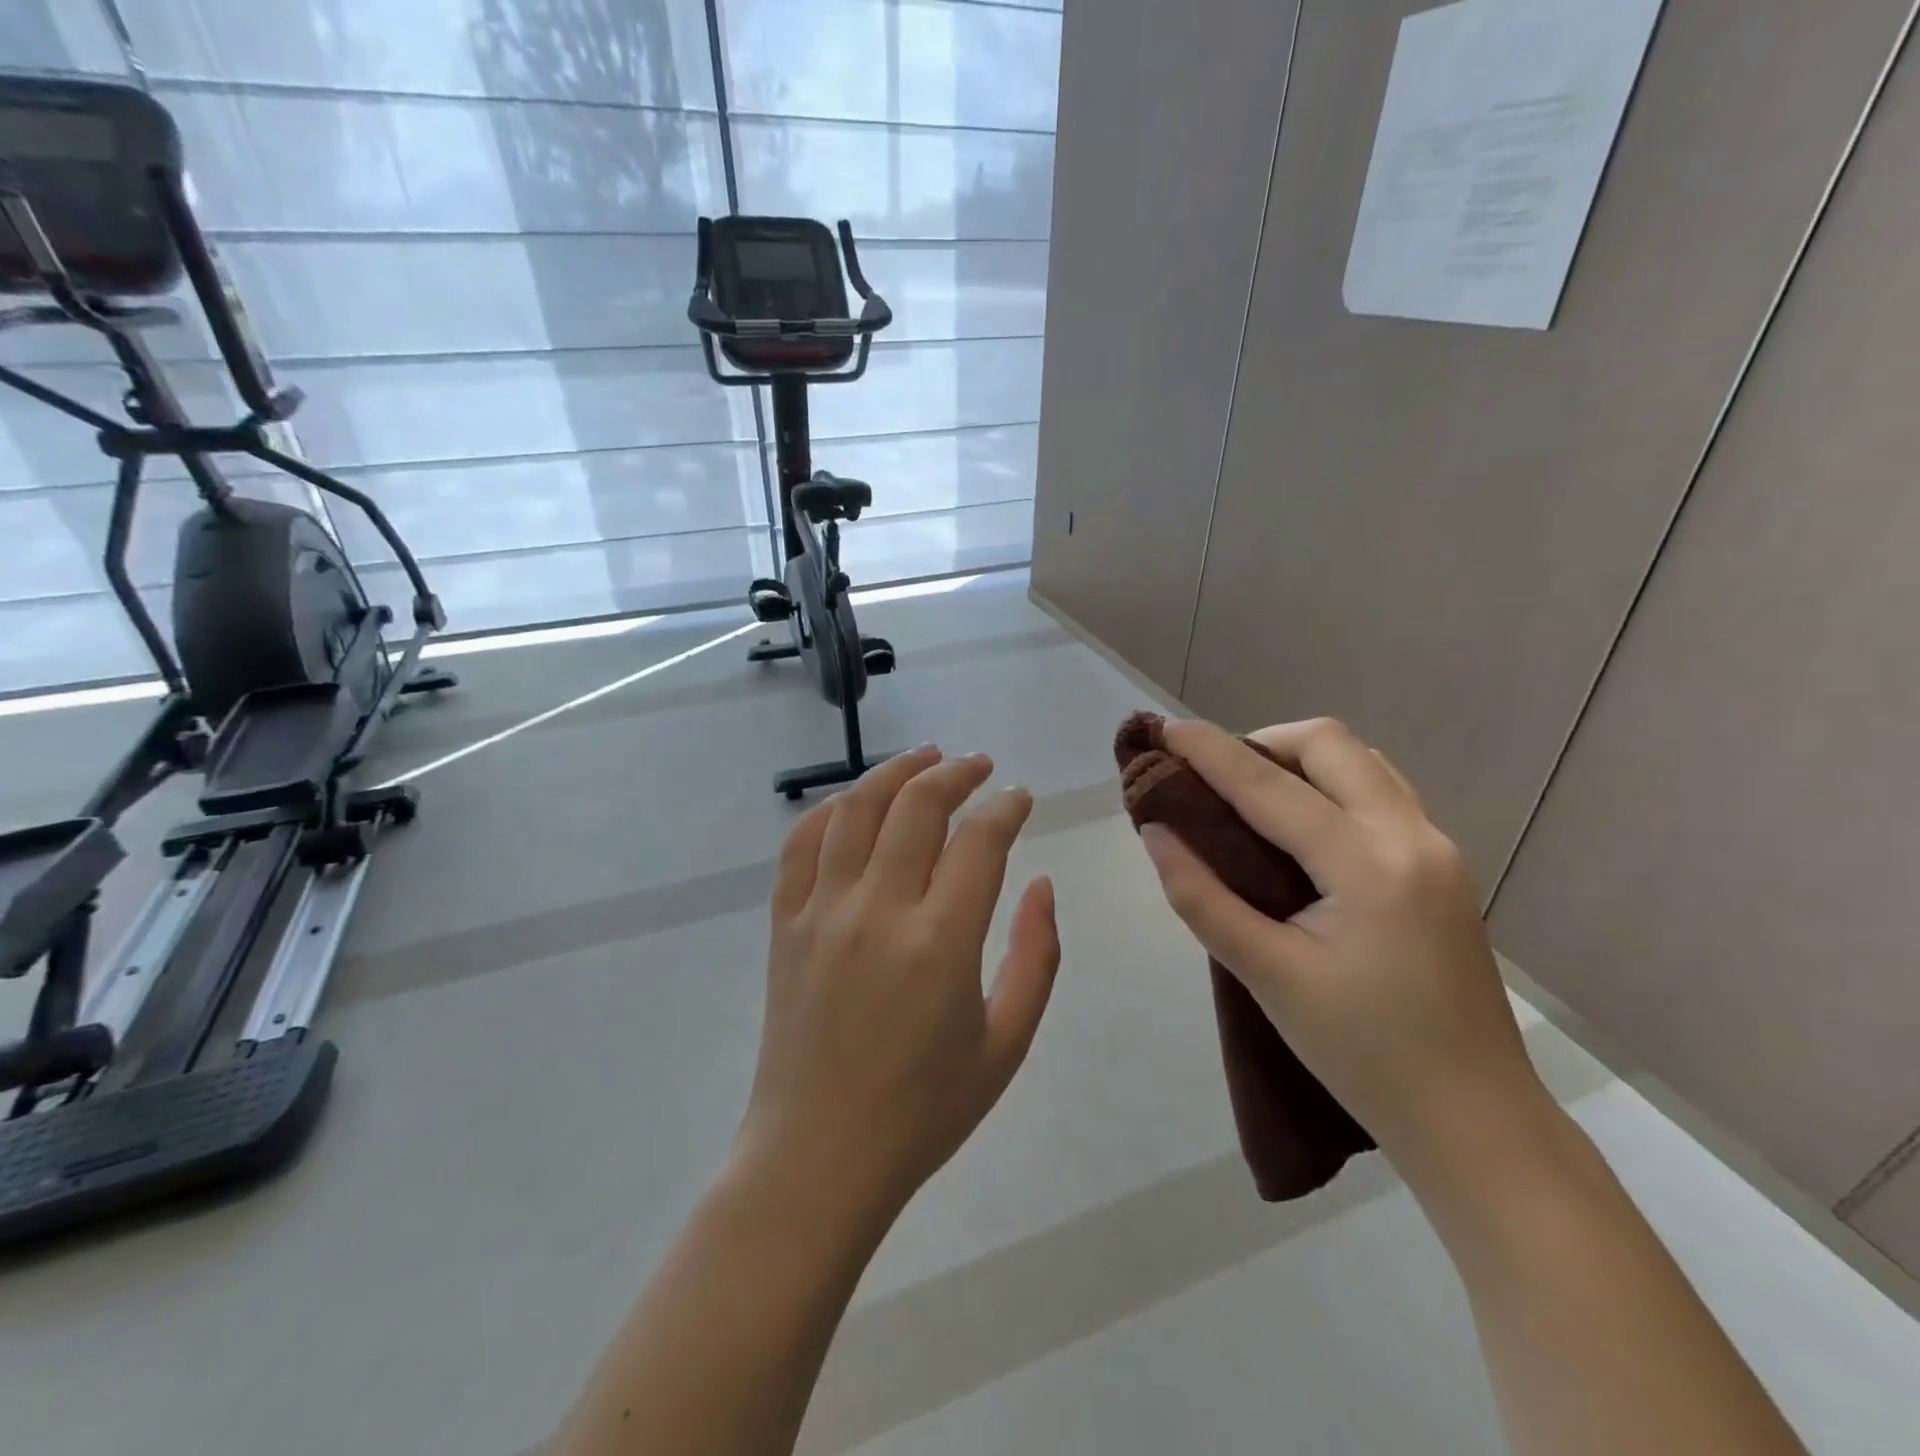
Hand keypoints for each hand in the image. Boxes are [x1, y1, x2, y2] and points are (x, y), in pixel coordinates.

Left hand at [735, 747, 1061, 1218]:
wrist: (819, 1155)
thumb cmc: (924, 1109)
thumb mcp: (1007, 1043)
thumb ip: (1036, 957)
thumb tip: (1042, 885)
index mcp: (940, 942)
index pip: (980, 840)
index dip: (1006, 807)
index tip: (1020, 797)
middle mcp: (878, 910)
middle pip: (917, 806)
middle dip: (956, 773)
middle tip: (979, 765)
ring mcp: (822, 912)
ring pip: (855, 809)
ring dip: (894, 772)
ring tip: (925, 757)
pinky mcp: (784, 924)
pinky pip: (801, 844)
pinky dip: (830, 810)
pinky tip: (855, 801)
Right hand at [1138, 719, 1549, 1173]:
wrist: (1474, 1118)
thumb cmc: (1362, 1053)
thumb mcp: (1267, 975)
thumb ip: (1201, 897)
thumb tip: (1156, 832)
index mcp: (1367, 864)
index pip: (1270, 785)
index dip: (1209, 751)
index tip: (1164, 730)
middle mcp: (1412, 836)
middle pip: (1330, 745)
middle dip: (1261, 742)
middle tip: (1211, 775)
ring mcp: (1437, 848)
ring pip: (1363, 762)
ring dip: (1301, 759)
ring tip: (1251, 794)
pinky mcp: (1443, 866)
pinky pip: (1382, 792)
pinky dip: (1333, 783)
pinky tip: (1303, 825)